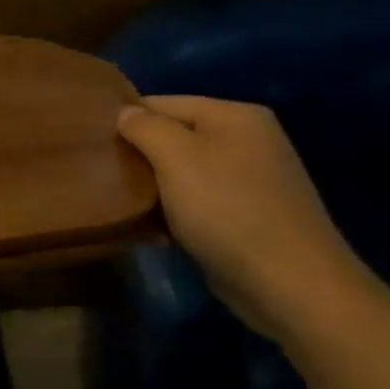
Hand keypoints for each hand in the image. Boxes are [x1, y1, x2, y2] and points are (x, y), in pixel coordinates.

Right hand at [118, 96, 373, 341]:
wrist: (292, 285)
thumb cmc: (228, 210)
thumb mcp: (176, 157)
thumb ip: (145, 126)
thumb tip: (126, 112)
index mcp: (236, 116)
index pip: (166, 103)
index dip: (129, 120)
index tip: (97, 145)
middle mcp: (249, 141)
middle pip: (177, 137)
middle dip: (143, 157)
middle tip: (108, 178)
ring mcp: (254, 181)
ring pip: (186, 173)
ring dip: (158, 190)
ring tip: (127, 207)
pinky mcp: (252, 218)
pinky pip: (203, 204)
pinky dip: (179, 214)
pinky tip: (159, 233)